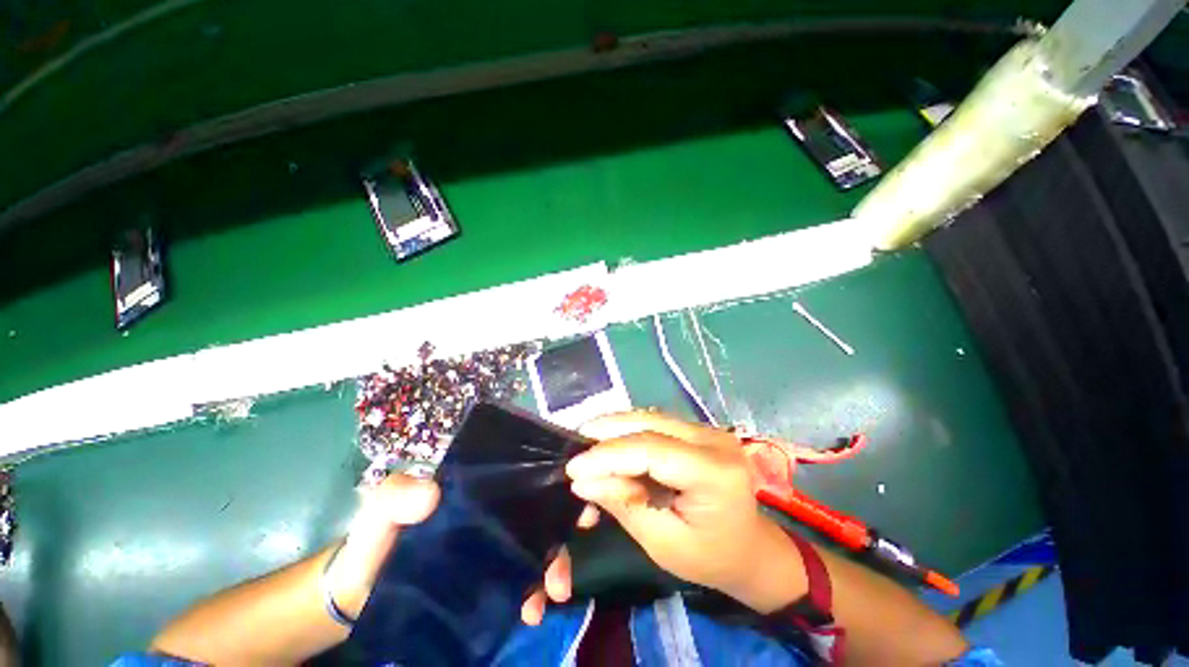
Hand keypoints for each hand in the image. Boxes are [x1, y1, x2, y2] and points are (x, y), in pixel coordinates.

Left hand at [324, 473, 599, 624]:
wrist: (359, 593)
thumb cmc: (375, 539)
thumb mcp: (383, 508)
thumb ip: (397, 495)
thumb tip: (432, 494)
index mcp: (480, 490)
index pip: (524, 479)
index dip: (555, 486)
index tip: (579, 503)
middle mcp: (494, 514)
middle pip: (539, 517)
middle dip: (560, 538)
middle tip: (566, 565)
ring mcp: (493, 548)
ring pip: (535, 551)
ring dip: (551, 571)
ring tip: (547, 600)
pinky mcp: (488, 580)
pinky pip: (520, 582)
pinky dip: (532, 595)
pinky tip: (530, 613)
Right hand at [567, 411, 806, 612]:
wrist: (749, 548)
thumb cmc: (710, 556)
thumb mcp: (663, 542)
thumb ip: (624, 504)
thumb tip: (582, 480)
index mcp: (715, 472)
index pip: (651, 450)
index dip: (608, 454)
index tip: (574, 467)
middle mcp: (715, 440)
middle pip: (650, 424)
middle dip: (608, 432)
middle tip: (576, 442)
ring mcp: (709, 430)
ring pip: (651, 417)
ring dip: (617, 427)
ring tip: (588, 438)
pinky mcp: (700, 430)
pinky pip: (658, 423)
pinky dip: (631, 430)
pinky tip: (611, 439)